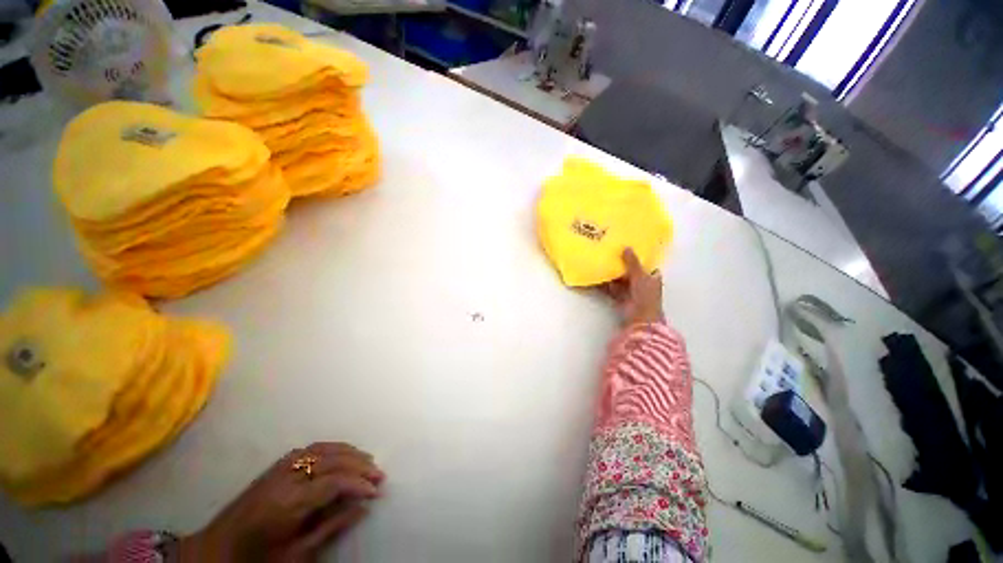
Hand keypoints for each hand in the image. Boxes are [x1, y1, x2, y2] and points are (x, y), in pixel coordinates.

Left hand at [181, 442, 384, 561]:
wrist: (214, 551)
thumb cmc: (256, 559)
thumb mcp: (294, 555)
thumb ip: (330, 528)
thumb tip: (362, 507)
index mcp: (287, 504)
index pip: (333, 482)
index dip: (358, 484)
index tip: (377, 490)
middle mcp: (284, 479)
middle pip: (331, 460)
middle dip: (359, 464)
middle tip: (379, 473)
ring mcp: (278, 468)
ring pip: (322, 449)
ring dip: (349, 452)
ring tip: (367, 460)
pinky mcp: (275, 465)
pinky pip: (310, 448)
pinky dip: (332, 448)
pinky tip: (342, 453)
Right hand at [605, 248, 664, 325]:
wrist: (640, 318)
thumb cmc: (646, 296)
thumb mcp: (640, 276)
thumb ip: (632, 262)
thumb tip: (626, 247)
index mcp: (653, 278)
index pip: (647, 266)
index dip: (639, 258)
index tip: (628, 250)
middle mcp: (642, 285)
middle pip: (631, 272)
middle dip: (621, 265)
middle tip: (611, 254)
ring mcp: (631, 293)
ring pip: (620, 281)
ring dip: (612, 275)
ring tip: (601, 264)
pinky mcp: (620, 299)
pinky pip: (612, 289)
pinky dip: (605, 285)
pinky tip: (597, 278)